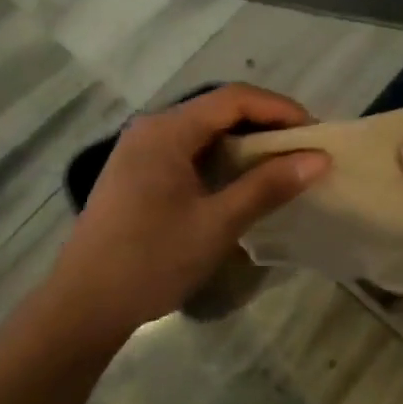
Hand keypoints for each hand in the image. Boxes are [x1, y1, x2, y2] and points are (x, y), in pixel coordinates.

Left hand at [44, 84, 329, 344]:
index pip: (234, 98)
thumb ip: (268, 186)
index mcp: (167, 130)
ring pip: (204, 131)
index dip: (280, 109)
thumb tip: (319, 159)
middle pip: (218, 109)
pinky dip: (222, 159)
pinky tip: (242, 181)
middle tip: (304, 149)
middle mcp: (152, 128)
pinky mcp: (138, 173)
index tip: (316, 133)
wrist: (83, 305)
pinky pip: (189, 151)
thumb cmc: (151, 260)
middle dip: (265, 123)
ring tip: (282, 164)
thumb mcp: (217, 223)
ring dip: (245, 142)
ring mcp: (141, 150)